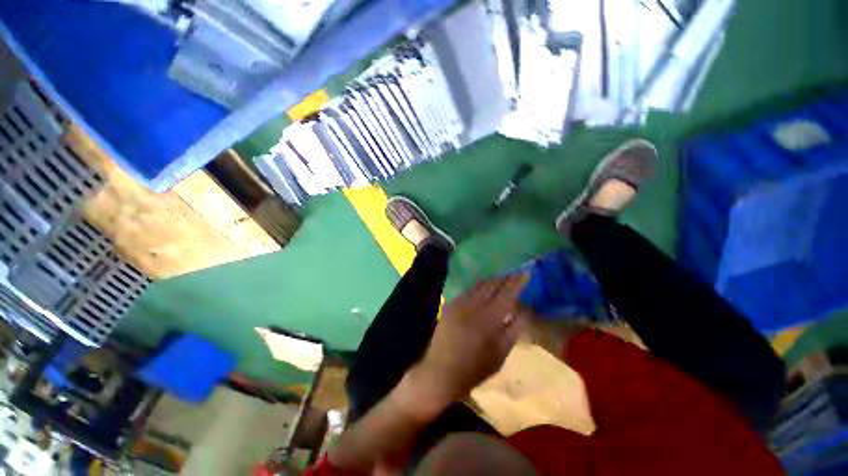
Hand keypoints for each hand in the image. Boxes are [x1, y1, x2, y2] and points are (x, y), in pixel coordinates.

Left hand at [413, 273, 529, 402]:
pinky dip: (478, 285)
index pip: (507, 293)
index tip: (525, 272)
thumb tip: (523, 311)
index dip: (517, 282)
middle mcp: (475, 305)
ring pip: (479, 285)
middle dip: (505, 278)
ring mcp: (460, 303)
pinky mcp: (451, 305)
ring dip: (492, 280)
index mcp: (490, 317)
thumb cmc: (475, 367)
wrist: (441, 370)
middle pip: (492, 285)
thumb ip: (514, 329)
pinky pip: (467, 290)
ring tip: (501, 277)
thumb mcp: (500, 353)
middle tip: (514, 274)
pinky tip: (482, 285)